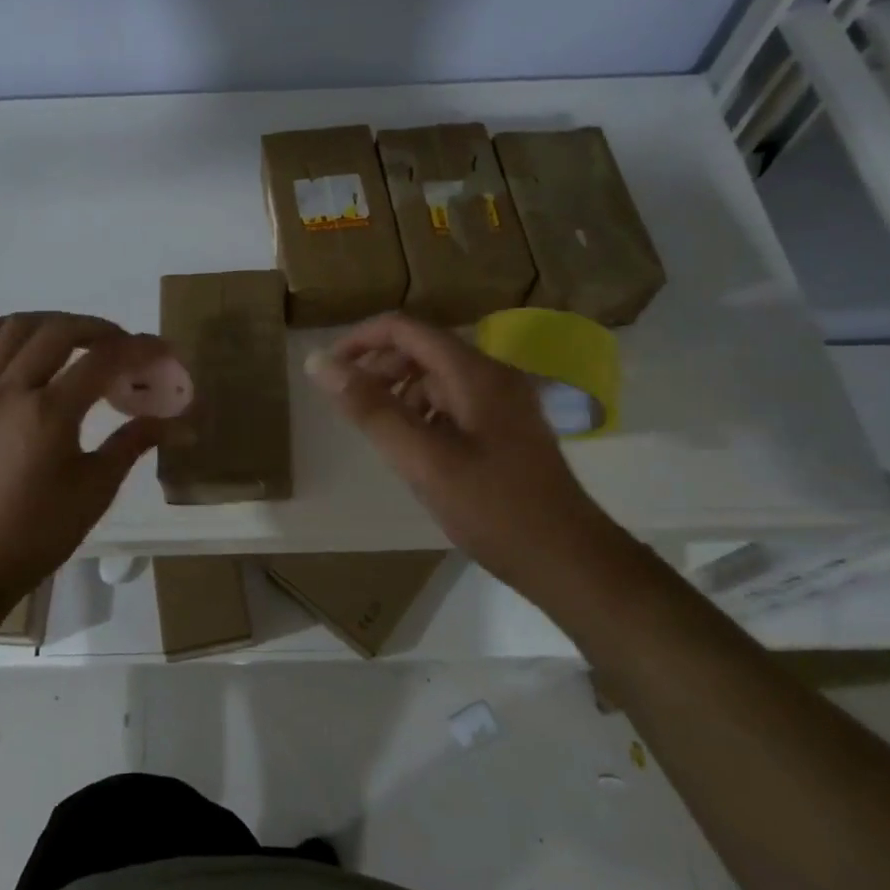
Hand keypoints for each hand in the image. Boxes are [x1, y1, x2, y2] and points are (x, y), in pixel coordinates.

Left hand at [0, 312, 167, 615]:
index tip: (164, 351)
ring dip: (51, 322)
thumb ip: (133, 444)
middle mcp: (10, 390)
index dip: (140, 349)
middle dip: (99, 329)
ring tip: (76, 337)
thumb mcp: (95, 491)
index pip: (103, 360)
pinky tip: (3, 331)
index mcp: (49, 413)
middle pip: (58, 332)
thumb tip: (178, 424)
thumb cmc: (36, 534)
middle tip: (123, 347)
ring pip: (12, 330)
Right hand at [305, 313, 600, 588]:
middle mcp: (493, 375)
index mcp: (474, 372)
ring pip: (438, 378)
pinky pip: (455, 403)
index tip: (328, 369)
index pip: (405, 329)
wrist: (570, 560)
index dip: (361, 340)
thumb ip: (370, 409)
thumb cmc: (494, 508)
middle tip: (350, 406)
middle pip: (422, 349)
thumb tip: (318, 363)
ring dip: (401, 393)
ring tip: (380, 432)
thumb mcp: (422, 459)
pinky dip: (425, 414)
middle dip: (380, 368)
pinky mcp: (508, 429)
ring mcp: (505, 402)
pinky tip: (417, 450)